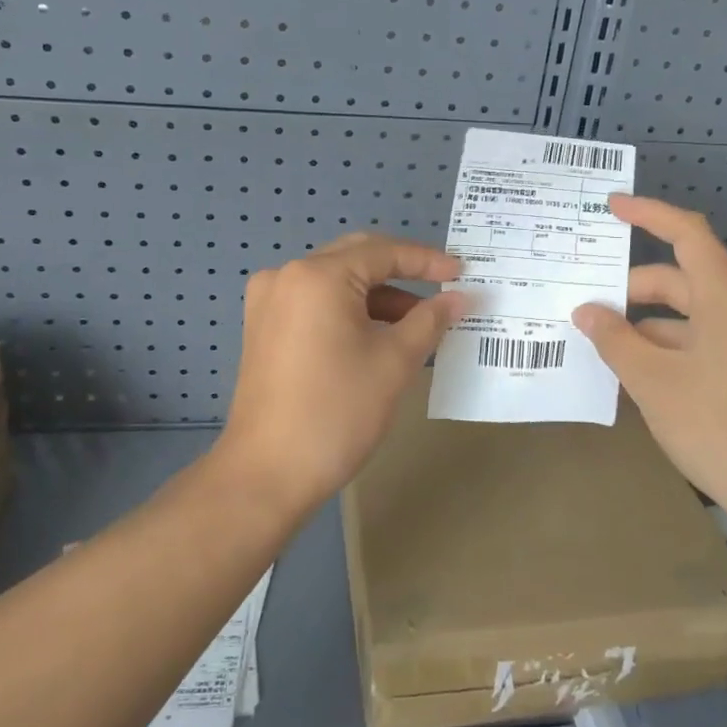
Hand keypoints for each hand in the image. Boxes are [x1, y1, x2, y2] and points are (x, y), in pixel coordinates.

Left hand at [217, 233, 464, 509]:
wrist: (267, 474)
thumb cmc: (337, 411)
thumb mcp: (394, 362)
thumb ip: (430, 320)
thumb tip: (460, 298)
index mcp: (318, 276)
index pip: (383, 252)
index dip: (427, 261)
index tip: (463, 273)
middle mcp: (287, 276)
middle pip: (356, 258)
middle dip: (402, 273)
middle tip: (442, 289)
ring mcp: (269, 301)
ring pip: (336, 282)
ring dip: (377, 296)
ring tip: (418, 324)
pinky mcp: (263, 327)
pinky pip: (316, 303)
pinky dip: (350, 311)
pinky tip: (379, 336)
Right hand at [571, 195, 726, 512]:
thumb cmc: (715, 424)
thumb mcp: (652, 380)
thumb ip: (614, 339)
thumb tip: (586, 312)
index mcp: (726, 296)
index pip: (686, 234)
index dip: (648, 213)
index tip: (610, 206)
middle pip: (679, 278)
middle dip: (630, 288)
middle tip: (585, 303)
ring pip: (686, 313)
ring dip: (643, 322)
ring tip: (598, 340)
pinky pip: (697, 339)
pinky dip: (663, 345)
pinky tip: (630, 369)